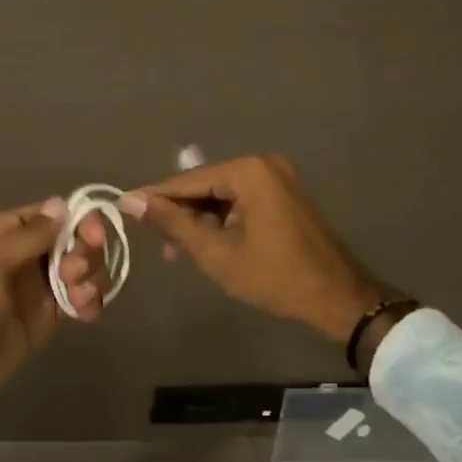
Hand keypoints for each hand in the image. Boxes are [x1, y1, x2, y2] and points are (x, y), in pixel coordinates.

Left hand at [0, 199, 109, 433]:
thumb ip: (27, 237)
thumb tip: (62, 204)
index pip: (49, 214)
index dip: (78, 220)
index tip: (95, 237)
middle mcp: (18, 256)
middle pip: (69, 240)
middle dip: (84, 252)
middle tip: (74, 275)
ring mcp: (30, 290)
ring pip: (76, 270)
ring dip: (90, 278)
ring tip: (81, 299)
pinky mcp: (39, 322)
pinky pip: (73, 301)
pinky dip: (87, 302)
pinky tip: (88, 313)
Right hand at [121, 154, 394, 342]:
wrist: (338, 297)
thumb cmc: (274, 276)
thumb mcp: (215, 252)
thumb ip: (173, 223)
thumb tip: (131, 200)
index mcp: (248, 171)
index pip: (188, 180)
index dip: (155, 196)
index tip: (123, 207)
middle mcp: (262, 164)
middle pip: (205, 184)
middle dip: (179, 211)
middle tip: (153, 238)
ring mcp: (277, 178)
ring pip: (221, 194)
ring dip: (199, 218)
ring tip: (175, 248)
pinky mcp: (284, 194)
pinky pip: (240, 200)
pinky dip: (221, 219)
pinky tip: (203, 241)